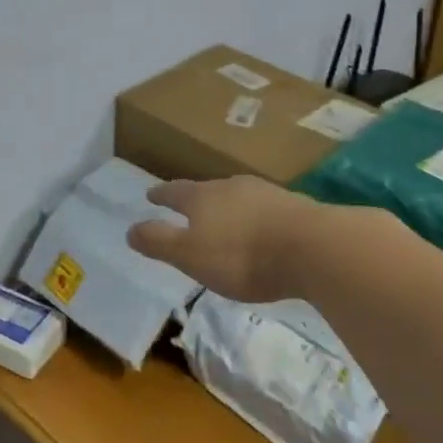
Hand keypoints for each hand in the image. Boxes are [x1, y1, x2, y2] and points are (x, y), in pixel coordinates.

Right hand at [126, 176, 318, 304]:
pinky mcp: (295, 208)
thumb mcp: (190, 255)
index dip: (161, 195)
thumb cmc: (242, 255)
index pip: (175, 192)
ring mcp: (266, 194)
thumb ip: (159, 241)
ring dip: (228, 207)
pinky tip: (262, 230)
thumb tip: (129, 229)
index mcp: (202, 197)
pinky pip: (265, 210)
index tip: (150, 195)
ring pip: (238, 197)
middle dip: (195, 199)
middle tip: (186, 206)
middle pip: (207, 190)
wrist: (313, 248)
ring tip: (224, 218)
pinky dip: (256, 218)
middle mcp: (232, 187)